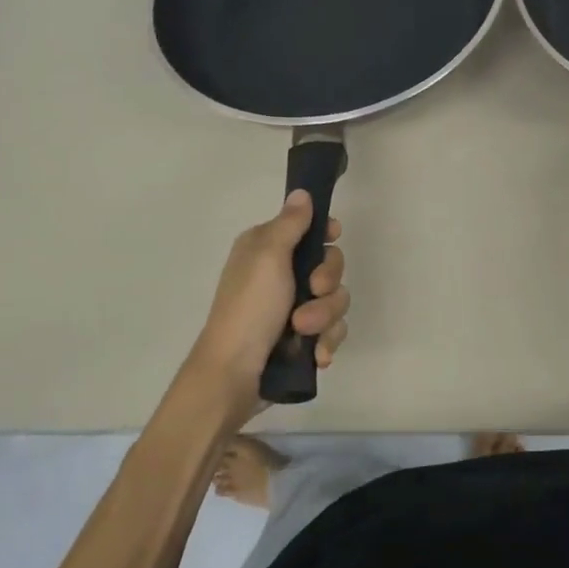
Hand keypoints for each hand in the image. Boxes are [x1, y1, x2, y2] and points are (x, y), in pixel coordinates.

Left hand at [188, 191, 349, 414]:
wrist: (234, 375)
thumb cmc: (249, 308)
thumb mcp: (268, 256)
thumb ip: (290, 223)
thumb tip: (301, 192)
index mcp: (267, 249)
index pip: (309, 229)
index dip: (325, 234)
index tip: (332, 237)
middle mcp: (280, 274)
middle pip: (330, 265)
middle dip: (327, 283)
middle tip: (311, 292)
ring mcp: (292, 308)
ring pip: (335, 301)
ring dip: (324, 317)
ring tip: (303, 334)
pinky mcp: (302, 339)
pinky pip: (332, 331)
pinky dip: (325, 342)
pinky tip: (316, 355)